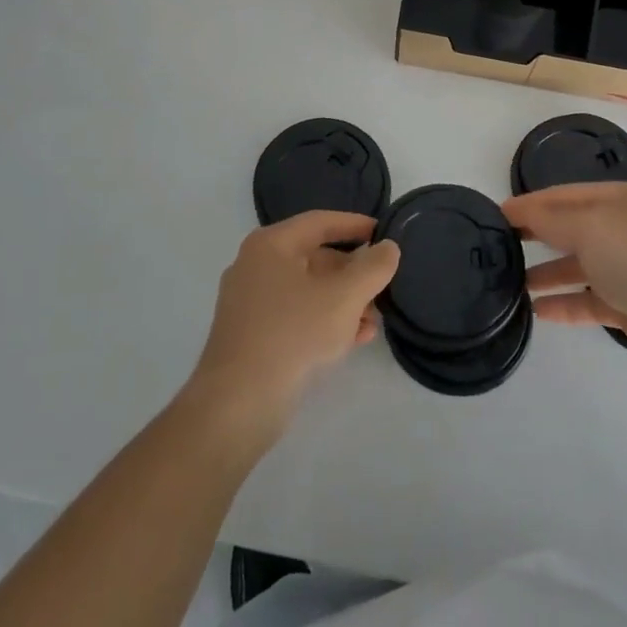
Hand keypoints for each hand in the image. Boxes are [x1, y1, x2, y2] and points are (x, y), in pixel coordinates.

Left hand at [186, 212, 399, 442]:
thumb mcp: (344, 298)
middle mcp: (255, 266)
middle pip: (314, 258)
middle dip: (353, 274)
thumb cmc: (293, 334)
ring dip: (344, 302)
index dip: (355, 225)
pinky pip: (295, 315)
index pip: (320, 222)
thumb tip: (388, 248)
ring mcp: (250, 302)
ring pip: (307, 290)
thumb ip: (372, 268)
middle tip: (383, 286)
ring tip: (373, 321)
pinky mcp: (251, 335)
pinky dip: (324, 321)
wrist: (237, 404)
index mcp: (271, 245)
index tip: (383, 232)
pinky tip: (353, 340)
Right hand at [505, 183, 626, 381]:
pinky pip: (587, 301)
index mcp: (615, 200)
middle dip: (533, 236)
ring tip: (508, 283)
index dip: (526, 204)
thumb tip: (515, 210)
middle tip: (494, 250)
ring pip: (575, 266)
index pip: (560, 196)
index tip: (490, 218)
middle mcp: (620, 230)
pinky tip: (536, 312)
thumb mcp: (590, 227)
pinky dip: (563, 304)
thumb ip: (549, 219)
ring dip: (544, 272)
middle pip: (568, 229)